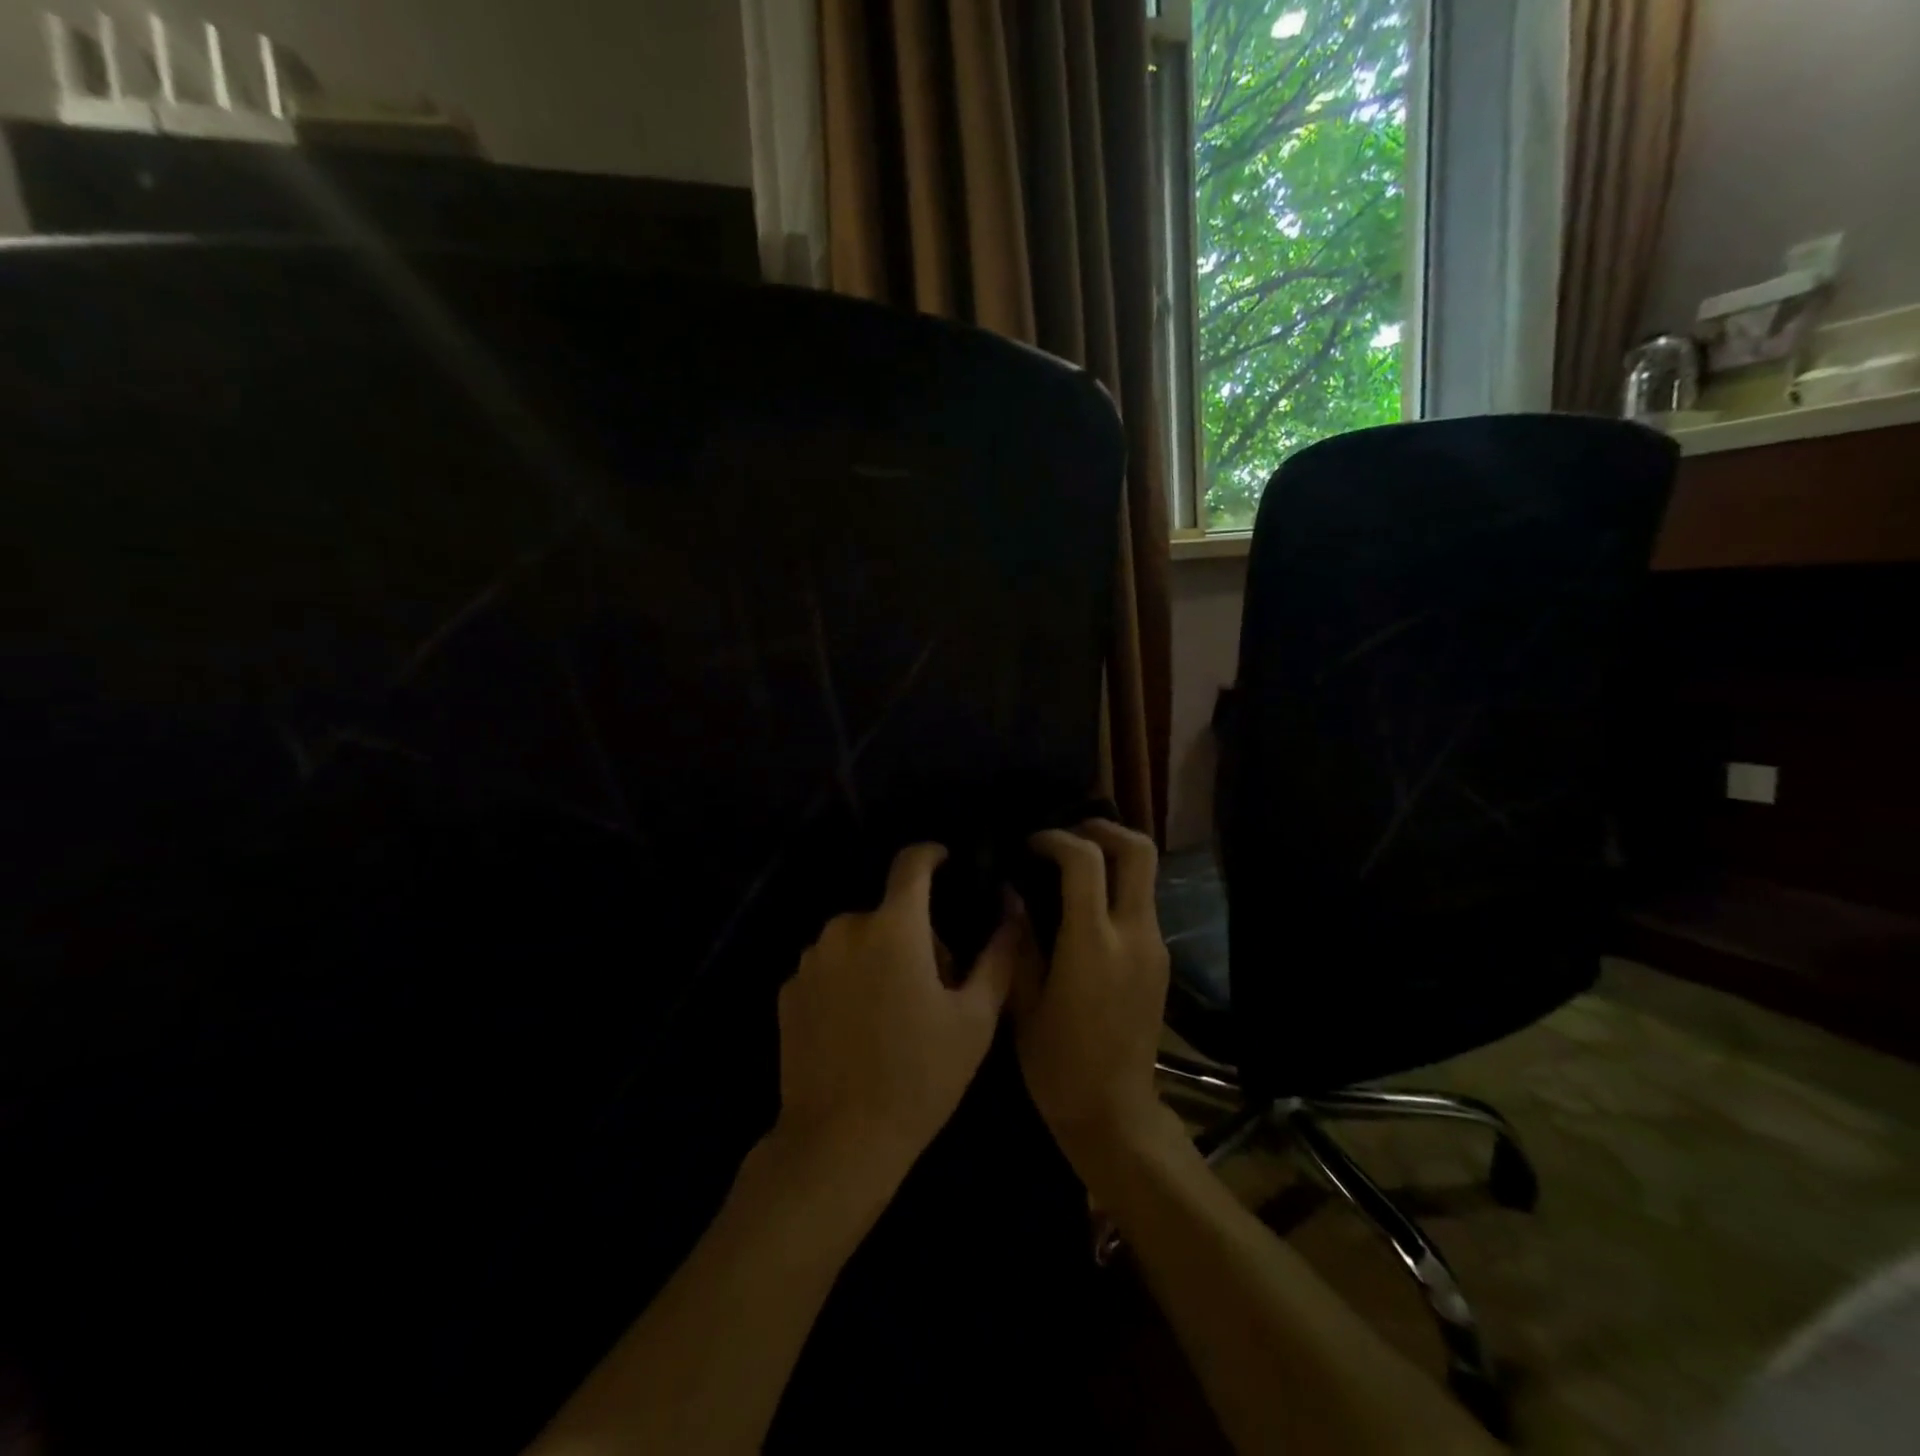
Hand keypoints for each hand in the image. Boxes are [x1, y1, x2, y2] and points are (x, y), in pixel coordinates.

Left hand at [772, 844, 1016, 1189]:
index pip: (911, 863)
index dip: (931, 855)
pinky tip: (857, 1028)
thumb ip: (998, 955)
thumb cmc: (920, 1076)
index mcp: (894, 926)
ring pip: (856, 939)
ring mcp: (810, 959)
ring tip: (893, 1010)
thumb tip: (1012, 911)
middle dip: (913, 933)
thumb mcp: (975, 1019)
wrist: (839, 1140)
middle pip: (888, 911)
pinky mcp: (788, 990)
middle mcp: (845, 929)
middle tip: (933, 984)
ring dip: (878, 956)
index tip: (945, 861)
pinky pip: (828, 967)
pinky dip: (847, 980)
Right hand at [1010, 821, 1171, 1166]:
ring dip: (1112, 856)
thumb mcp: (1024, 1002)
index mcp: (1094, 944)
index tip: (1030, 844)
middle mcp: (1134, 935)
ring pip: (1146, 874)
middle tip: (1067, 833)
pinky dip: (1117, 886)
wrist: (1115, 1114)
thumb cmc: (1057, 1064)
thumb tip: (1011, 893)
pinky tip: (1085, 905)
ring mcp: (1155, 946)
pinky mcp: (1161, 960)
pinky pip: (1142, 903)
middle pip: (1139, 851)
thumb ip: (1020, 940)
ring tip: (1071, 865)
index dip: (1056, 839)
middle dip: (1103, 829)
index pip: (1086, 862)